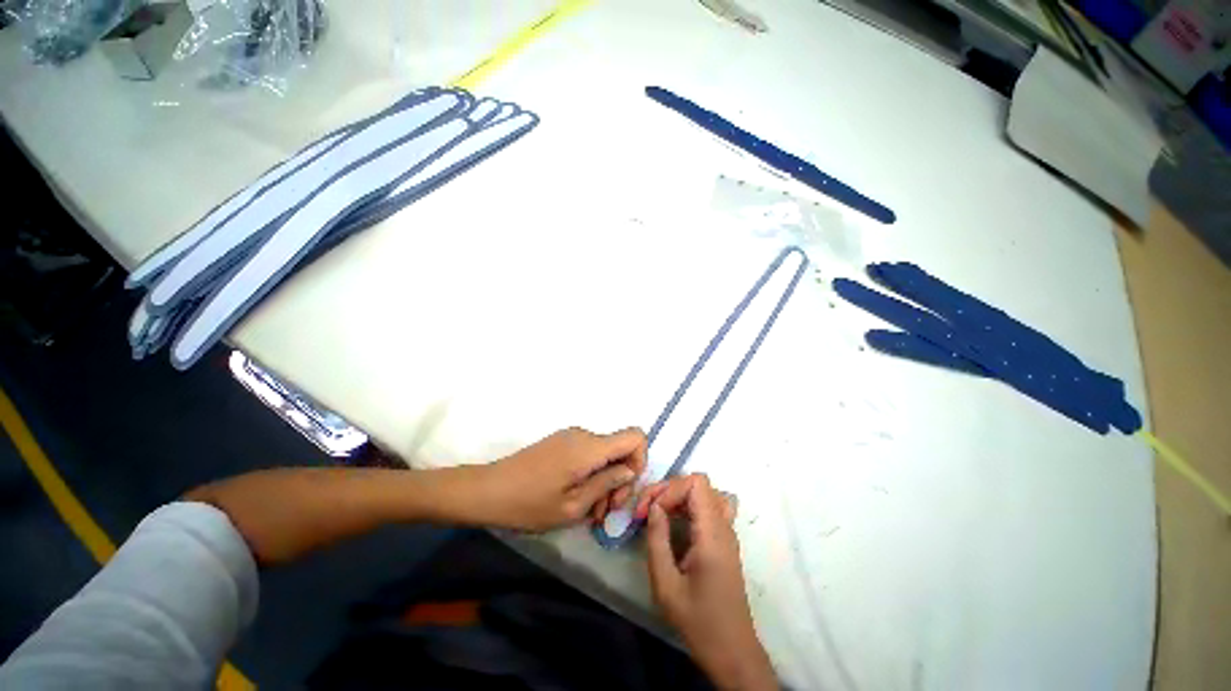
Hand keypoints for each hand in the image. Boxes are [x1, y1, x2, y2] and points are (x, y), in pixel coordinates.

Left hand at [473, 427, 647, 531]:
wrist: (487, 490)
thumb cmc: (529, 503)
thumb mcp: (573, 506)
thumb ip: (607, 484)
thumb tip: (630, 471)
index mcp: (590, 447)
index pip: (635, 436)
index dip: (641, 459)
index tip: (626, 488)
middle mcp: (584, 435)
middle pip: (620, 449)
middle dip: (620, 480)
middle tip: (605, 512)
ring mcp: (571, 437)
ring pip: (605, 454)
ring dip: (605, 481)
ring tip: (590, 512)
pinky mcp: (561, 443)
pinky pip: (589, 454)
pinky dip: (592, 474)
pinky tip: (578, 498)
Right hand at [636, 474, 775, 690]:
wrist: (732, 651)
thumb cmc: (698, 621)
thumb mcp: (666, 585)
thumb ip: (657, 540)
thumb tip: (654, 506)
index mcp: (713, 534)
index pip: (696, 484)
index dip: (670, 489)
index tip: (649, 511)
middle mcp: (724, 526)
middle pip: (698, 484)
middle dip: (669, 490)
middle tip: (646, 511)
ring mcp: (727, 532)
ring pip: (704, 493)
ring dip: (678, 496)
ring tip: (658, 513)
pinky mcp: (724, 540)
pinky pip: (708, 508)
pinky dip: (688, 505)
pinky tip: (675, 522)